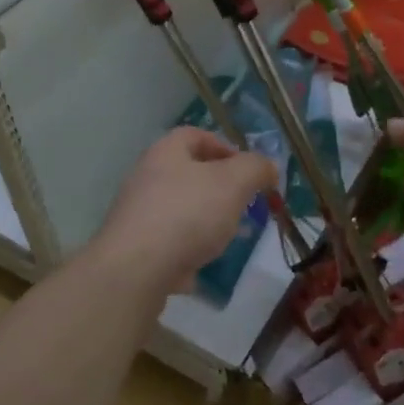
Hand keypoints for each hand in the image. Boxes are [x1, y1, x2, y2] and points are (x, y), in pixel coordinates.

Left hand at [90, 128, 278, 298]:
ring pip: (180, 209)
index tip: (248, 170)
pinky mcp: (135, 248)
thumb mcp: (233, 183)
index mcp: (166, 152)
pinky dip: (188, 249)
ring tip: (229, 237)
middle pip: (188, 173)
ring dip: (206, 220)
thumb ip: (255, 169)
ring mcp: (137, 214)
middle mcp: (146, 177)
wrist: (135, 269)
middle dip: (220, 188)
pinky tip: (203, 265)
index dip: (224, 146)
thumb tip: (267, 166)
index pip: (195, 135)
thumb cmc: (187, 213)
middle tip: (243, 205)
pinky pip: (168, 242)